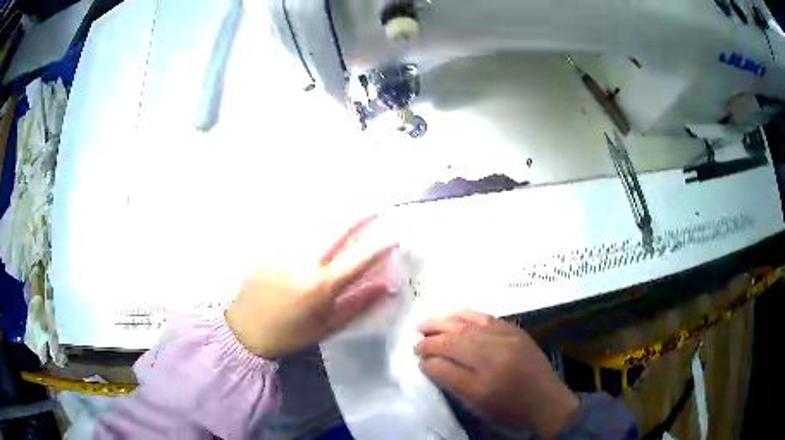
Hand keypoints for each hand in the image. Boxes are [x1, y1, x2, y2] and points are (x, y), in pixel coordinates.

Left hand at [226, 216, 396, 358]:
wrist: (246, 331)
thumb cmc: (290, 334)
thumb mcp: (327, 327)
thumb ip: (358, 304)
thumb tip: (387, 287)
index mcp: (320, 286)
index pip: (358, 259)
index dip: (380, 245)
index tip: (395, 235)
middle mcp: (303, 263)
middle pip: (337, 230)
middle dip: (361, 215)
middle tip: (378, 207)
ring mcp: (284, 251)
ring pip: (315, 224)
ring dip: (338, 214)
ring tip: (354, 207)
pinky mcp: (269, 248)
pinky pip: (295, 229)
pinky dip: (312, 222)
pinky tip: (321, 218)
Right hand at [415, 310, 578, 437]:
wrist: (546, 401)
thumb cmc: (509, 410)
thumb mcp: (478, 407)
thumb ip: (452, 384)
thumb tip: (430, 364)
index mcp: (481, 387)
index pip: (443, 368)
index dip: (426, 362)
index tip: (417, 360)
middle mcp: (493, 360)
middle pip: (453, 344)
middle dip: (430, 341)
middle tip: (415, 341)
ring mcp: (506, 342)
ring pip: (467, 327)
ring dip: (442, 323)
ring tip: (424, 323)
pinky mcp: (515, 331)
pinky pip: (486, 317)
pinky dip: (465, 314)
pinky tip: (451, 313)